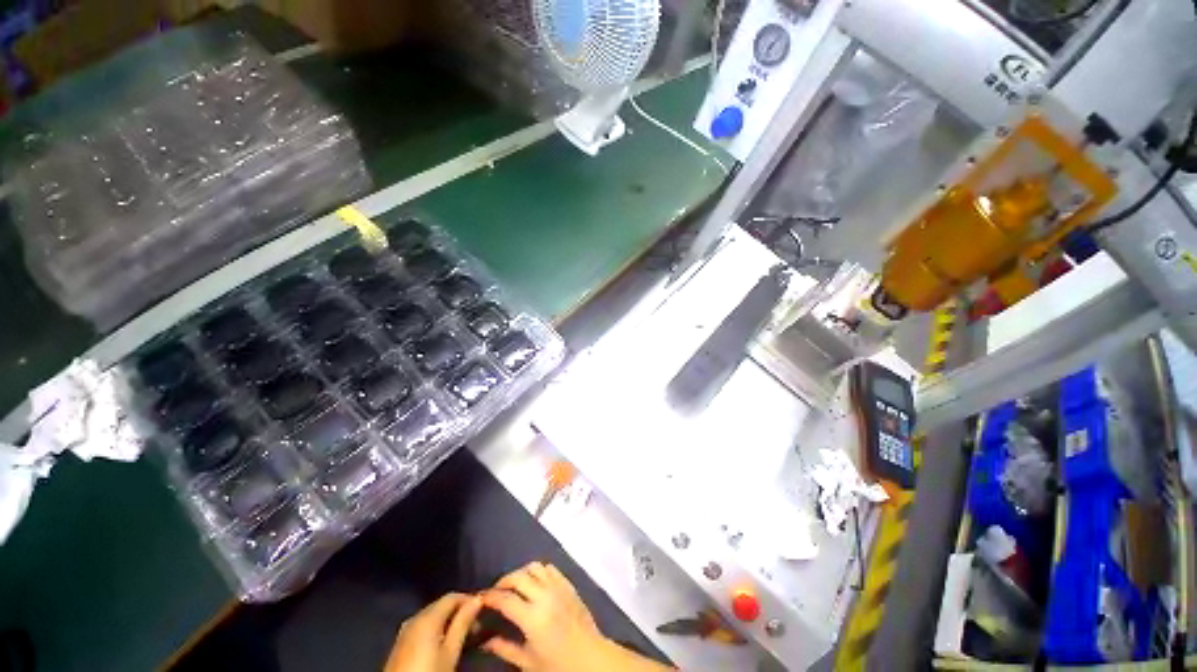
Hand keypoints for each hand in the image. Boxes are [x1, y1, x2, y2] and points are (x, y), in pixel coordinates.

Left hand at [384, 592, 481, 671]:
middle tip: (474, 626)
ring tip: (461, 635)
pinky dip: (435, 628)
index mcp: (427, 617)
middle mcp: (414, 617)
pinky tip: (442, 642)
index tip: (482, 611)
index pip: (452, 596)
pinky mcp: (400, 642)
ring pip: (432, 615)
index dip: (469, 600)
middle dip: (458, 611)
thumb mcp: (450, 652)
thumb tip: (477, 599)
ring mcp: (405, 630)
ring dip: (447, 620)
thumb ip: (463, 623)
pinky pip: (422, 626)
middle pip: (441, 605)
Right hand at [480, 561, 606, 670]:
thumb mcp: (528, 662)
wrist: (591, 657)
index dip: (490, 597)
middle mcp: (545, 596)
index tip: (481, 599)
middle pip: (519, 577)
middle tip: (495, 592)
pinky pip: (550, 568)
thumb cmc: (558, 664)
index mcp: (533, 618)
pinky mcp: (568, 584)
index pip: (505, 599)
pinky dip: (539, 571)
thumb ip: (505, 649)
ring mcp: (558, 587)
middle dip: (503, 581)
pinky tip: (534, 583)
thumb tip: (484, 641)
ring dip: (521, 573)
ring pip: (535, 567)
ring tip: (514, 586)